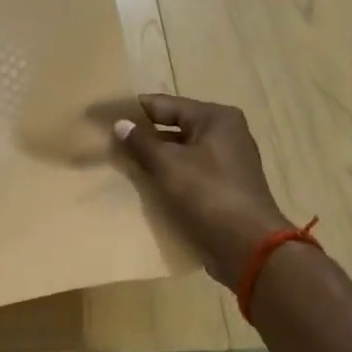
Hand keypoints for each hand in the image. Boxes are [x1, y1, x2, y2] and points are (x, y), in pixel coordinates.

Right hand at [114, 95, 290, 285]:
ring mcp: (226, 161)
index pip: (165, 104)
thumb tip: (120, 123)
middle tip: (108, 140)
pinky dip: (167, 174)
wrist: (248, 247)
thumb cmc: (208, 195)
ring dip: (153, 157)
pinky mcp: (222, 186)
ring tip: (120, 162)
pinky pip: (187, 171)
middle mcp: (224, 133)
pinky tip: (144, 183)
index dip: (133, 110)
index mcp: (216, 118)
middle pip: (173, 126)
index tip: (104, 115)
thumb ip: (141, 142)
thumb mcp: (168, 165)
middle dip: (142, 135)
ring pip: (179, 151)